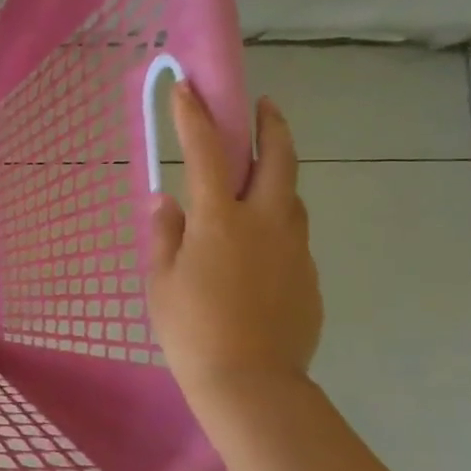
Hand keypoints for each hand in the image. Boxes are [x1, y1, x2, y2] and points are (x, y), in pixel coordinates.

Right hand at [147, 83, 321, 405]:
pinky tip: (258, 244)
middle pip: (279, 158)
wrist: (251, 382)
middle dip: (270, 124)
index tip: (188, 87)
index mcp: (221, 220)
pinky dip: (277, 220)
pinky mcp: (308, 275)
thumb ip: (164, 234)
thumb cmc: (191, 329)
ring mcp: (294, 248)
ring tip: (260, 174)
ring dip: (278, 172)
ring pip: (293, 194)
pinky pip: (293, 234)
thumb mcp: (161, 281)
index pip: (209, 153)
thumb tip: (166, 201)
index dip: (195, 117)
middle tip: (263, 105)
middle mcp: (266, 222)